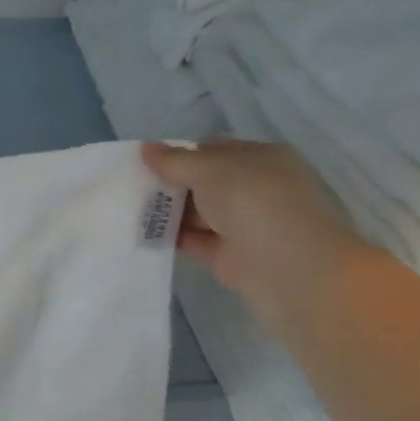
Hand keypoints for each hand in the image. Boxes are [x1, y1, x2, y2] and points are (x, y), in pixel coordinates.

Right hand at [143, 140, 375, 335]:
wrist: (294, 271)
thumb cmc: (256, 204)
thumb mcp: (210, 171)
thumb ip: (175, 161)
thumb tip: (145, 149)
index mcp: (262, 159)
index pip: (213, 150)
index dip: (179, 154)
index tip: (145, 162)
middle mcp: (256, 189)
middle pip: (203, 182)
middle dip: (169, 183)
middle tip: (128, 185)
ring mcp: (245, 225)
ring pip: (198, 212)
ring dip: (167, 211)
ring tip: (125, 208)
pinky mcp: (231, 257)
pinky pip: (195, 241)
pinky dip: (171, 237)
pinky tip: (141, 233)